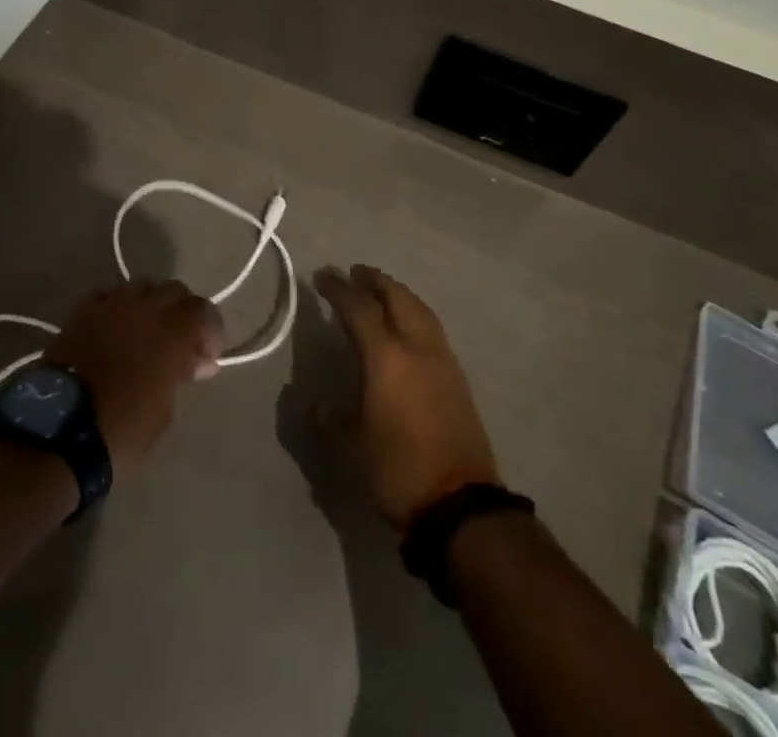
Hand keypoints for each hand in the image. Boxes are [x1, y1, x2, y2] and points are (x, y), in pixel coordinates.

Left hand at [47, 282, 225, 482]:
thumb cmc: (122, 429)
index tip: (208, 355)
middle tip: (180, 341)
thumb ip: (183, 375)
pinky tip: (116, 328)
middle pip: (174, 291)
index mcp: (172, 330)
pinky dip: (119, 307)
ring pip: (142, 287)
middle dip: (182, 312)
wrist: (58, 431)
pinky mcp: (82, 311)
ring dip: (151, 304)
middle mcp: (145, 307)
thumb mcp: (164, 410)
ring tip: (146, 331)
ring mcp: (111, 304)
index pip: (203, 311)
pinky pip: (109, 295)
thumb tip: (199, 361)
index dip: (210, 330)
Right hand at [313, 265, 499, 530]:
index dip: (338, 289)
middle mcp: (416, 347)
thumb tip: (317, 404)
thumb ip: (332, 419)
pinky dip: (414, 312)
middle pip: (396, 297)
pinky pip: (432, 327)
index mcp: (386, 358)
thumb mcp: (353, 447)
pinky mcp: (457, 375)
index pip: (359, 308)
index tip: (323, 276)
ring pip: (419, 308)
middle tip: (354, 272)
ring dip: (397, 293)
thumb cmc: (398, 471)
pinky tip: (407, 324)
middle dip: (374, 280)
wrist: (460, 504)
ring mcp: (442, 359)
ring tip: (380, 290)